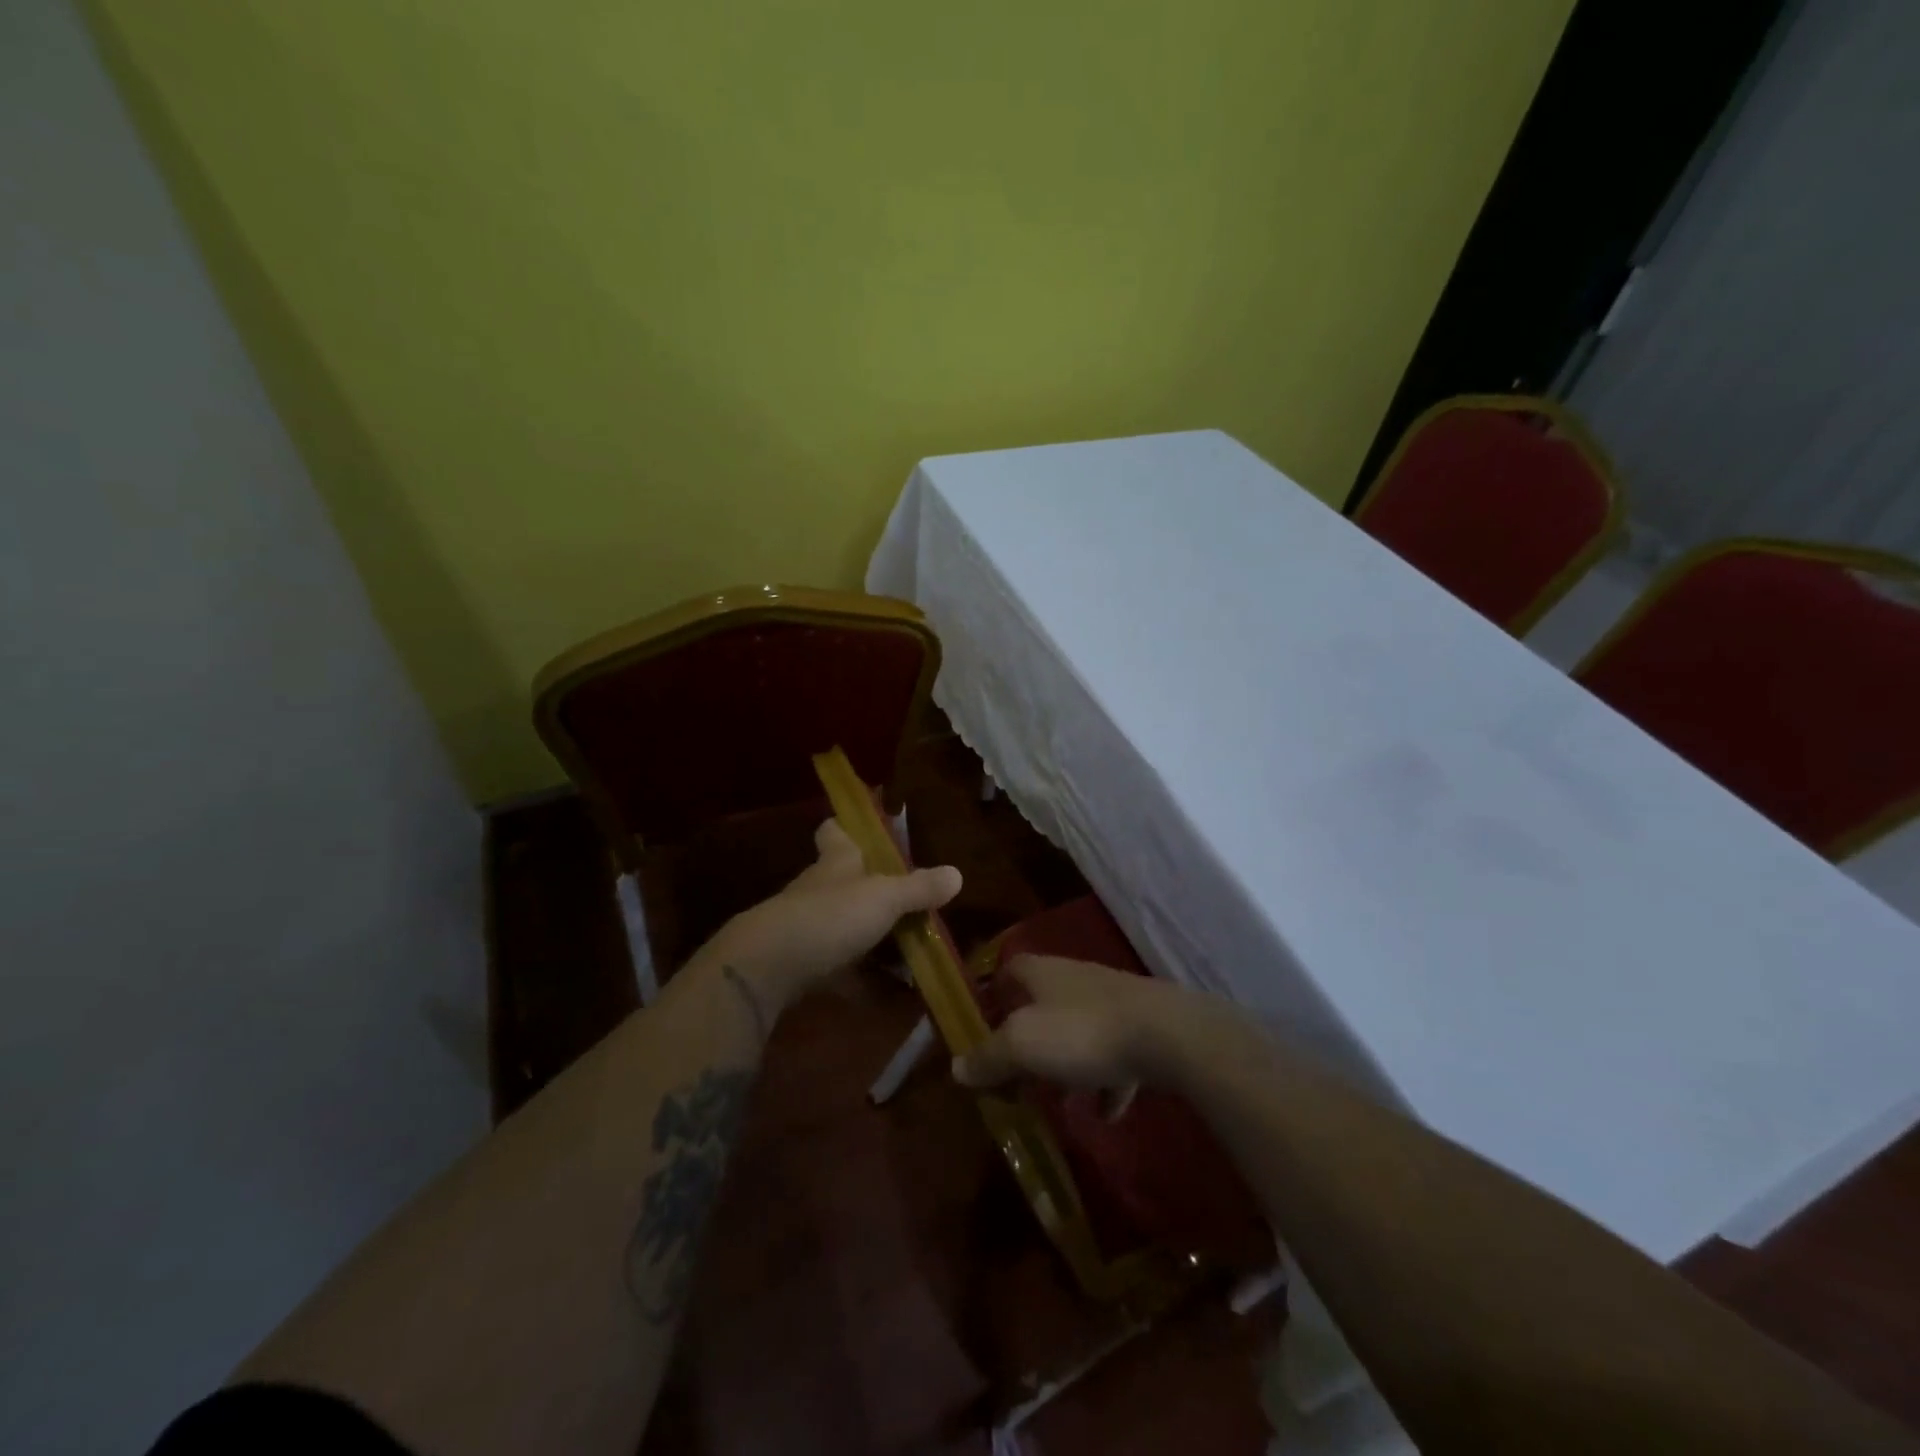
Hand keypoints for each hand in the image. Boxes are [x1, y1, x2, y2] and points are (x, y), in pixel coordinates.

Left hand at [705, 819, 961, 1014]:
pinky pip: (839, 970)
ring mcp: (807, 927)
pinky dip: (863, 981)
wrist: (767, 968)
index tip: (860, 827)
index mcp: (837, 862)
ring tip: (911, 953)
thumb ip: (919, 888)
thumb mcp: (884, 898)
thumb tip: (958, 873)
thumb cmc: (830, 916)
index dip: (846, 827)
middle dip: (871, 890)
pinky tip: (889, 997)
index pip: (835, 832)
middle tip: (911, 903)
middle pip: (844, 881)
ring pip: (843, 926)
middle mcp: (820, 889)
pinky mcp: (801, 965)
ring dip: (871, 938)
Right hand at [951, 955, 1193, 1091]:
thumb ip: (988, 1057)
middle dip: (1028, 1042)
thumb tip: (957, 1067)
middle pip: (1041, 1005)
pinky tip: (1106, 1112)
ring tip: (1059, 1102)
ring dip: (1066, 1066)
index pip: (1008, 970)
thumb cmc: (1082, 1032)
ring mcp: (1112, 1002)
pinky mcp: (1142, 1027)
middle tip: (1016, 1078)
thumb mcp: (1022, 1046)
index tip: (982, 1026)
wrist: (1166, 1035)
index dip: (993, 994)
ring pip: (1077, 1032)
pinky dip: (1106, 1083)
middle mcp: (1074, 979)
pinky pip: (1114, 1056)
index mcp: (1041, 972)